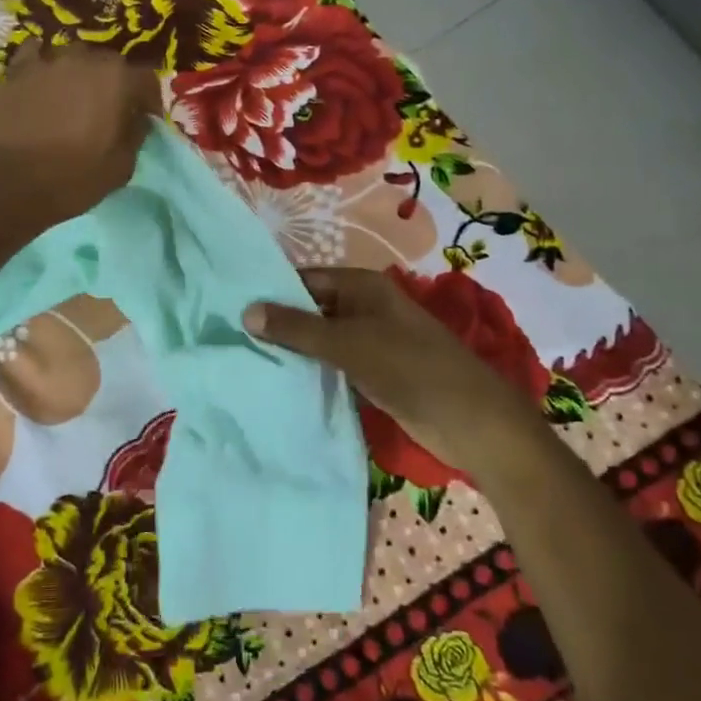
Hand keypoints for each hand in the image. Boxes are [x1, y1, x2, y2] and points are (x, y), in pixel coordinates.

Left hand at [0, 41, 160, 230]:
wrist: (6, 183)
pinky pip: (36, 56)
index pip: (146, 79)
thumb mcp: (121, 166)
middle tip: (110, 111)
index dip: (149, 100)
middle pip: (109, 64)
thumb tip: (137, 120)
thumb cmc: (72, 178)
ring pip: (74, 58)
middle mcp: (84, 58)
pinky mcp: (16, 71)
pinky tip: (43, 82)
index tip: (146, 119)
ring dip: (80, 75)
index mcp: (117, 79)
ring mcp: (46, 60)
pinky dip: (44, 66)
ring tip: (75, 99)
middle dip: (115, 84)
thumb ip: (136, 134)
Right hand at [243, 267, 540, 473]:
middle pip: (311, 309)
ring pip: (320, 339)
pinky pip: (333, 364)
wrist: (471, 421)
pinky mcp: (373, 372)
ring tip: (245, 360)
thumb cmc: (410, 368)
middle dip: (278, 323)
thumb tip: (246, 311)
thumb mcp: (349, 344)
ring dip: (292, 350)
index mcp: (362, 286)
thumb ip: (297, 328)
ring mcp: (370, 341)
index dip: (271, 292)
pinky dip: (311, 370)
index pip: (304, 280)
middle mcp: (364, 307)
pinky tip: (280, 382)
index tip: (230, 308)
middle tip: (229, 337)